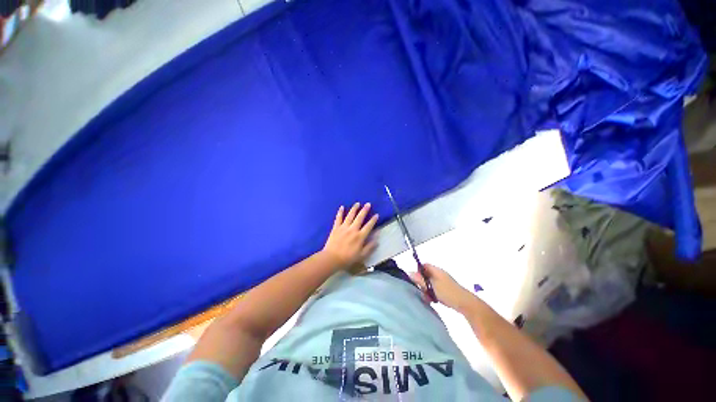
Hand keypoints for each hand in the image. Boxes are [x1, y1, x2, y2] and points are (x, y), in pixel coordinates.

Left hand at [322, 203, 378, 267]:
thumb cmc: (348, 258)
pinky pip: (338, 218)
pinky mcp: (336, 228)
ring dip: (354, 209)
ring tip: (357, 203)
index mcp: (360, 236)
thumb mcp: (362, 255)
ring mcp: (343, 227)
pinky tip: (342, 207)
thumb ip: (370, 247)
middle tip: (368, 204)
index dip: (373, 220)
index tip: (376, 214)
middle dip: (364, 210)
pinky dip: (340, 212)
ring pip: (350, 215)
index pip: (369, 226)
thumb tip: (377, 239)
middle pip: (360, 217)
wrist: (332, 258)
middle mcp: (353, 229)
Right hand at [410, 264, 475, 311]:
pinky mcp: (446, 290)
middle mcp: (440, 274)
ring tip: (426, 297)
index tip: (414, 279)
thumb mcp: (432, 286)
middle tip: (420, 290)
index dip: (418, 270)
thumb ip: (421, 280)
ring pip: (430, 283)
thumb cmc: (448, 292)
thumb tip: (409, 273)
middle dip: (421, 282)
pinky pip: (435, 289)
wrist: (465, 304)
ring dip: (426, 289)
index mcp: (436, 270)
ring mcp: (443, 282)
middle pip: (426, 274)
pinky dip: (432, 294)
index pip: (424, 265)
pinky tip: (432, 300)